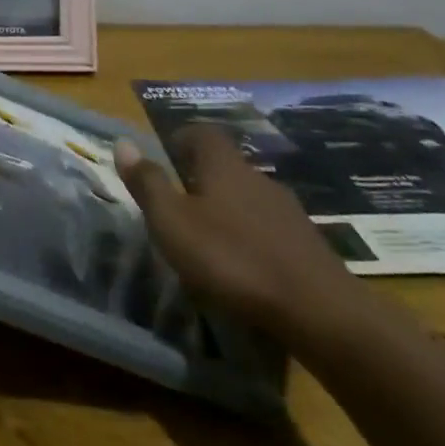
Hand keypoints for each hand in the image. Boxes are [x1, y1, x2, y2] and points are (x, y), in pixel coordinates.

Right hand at [117, 124, 362, 338]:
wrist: (321, 313)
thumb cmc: (232, 259)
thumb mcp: (172, 222)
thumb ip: (147, 183)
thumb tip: (123, 142)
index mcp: (224, 166)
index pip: (202, 133)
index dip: (180, 139)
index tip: (164, 158)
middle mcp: (258, 179)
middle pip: (226, 165)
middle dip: (201, 178)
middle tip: (178, 204)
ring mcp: (289, 212)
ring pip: (249, 198)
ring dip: (228, 210)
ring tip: (209, 239)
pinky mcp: (309, 245)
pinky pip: (270, 228)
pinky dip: (252, 237)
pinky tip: (244, 265)